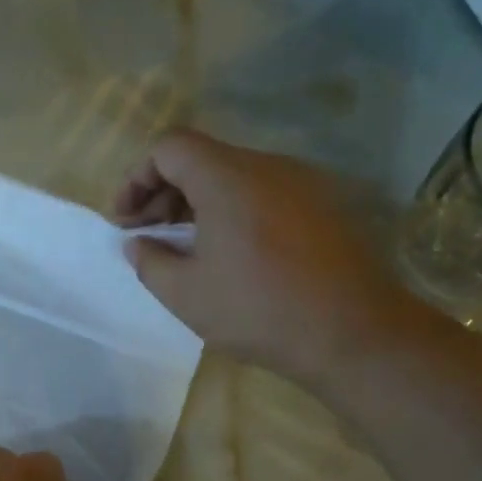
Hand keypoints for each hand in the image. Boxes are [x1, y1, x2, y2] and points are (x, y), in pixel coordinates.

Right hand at [114, 129, 422, 388]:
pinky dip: (234, 212)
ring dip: (199, 204)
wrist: (354, 333)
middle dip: (164, 193)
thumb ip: (149, 261)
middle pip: (202, 159)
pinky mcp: (324, 206)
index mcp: (227, 178)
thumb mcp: (185, 294)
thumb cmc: (258, 310)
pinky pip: (264, 194)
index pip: (169, 148)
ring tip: (187, 248)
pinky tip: (232, 254)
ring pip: (235, 177)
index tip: (126, 220)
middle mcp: (267, 167)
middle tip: (148, 236)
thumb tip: (138, 243)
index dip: (137, 178)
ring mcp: (302, 183)